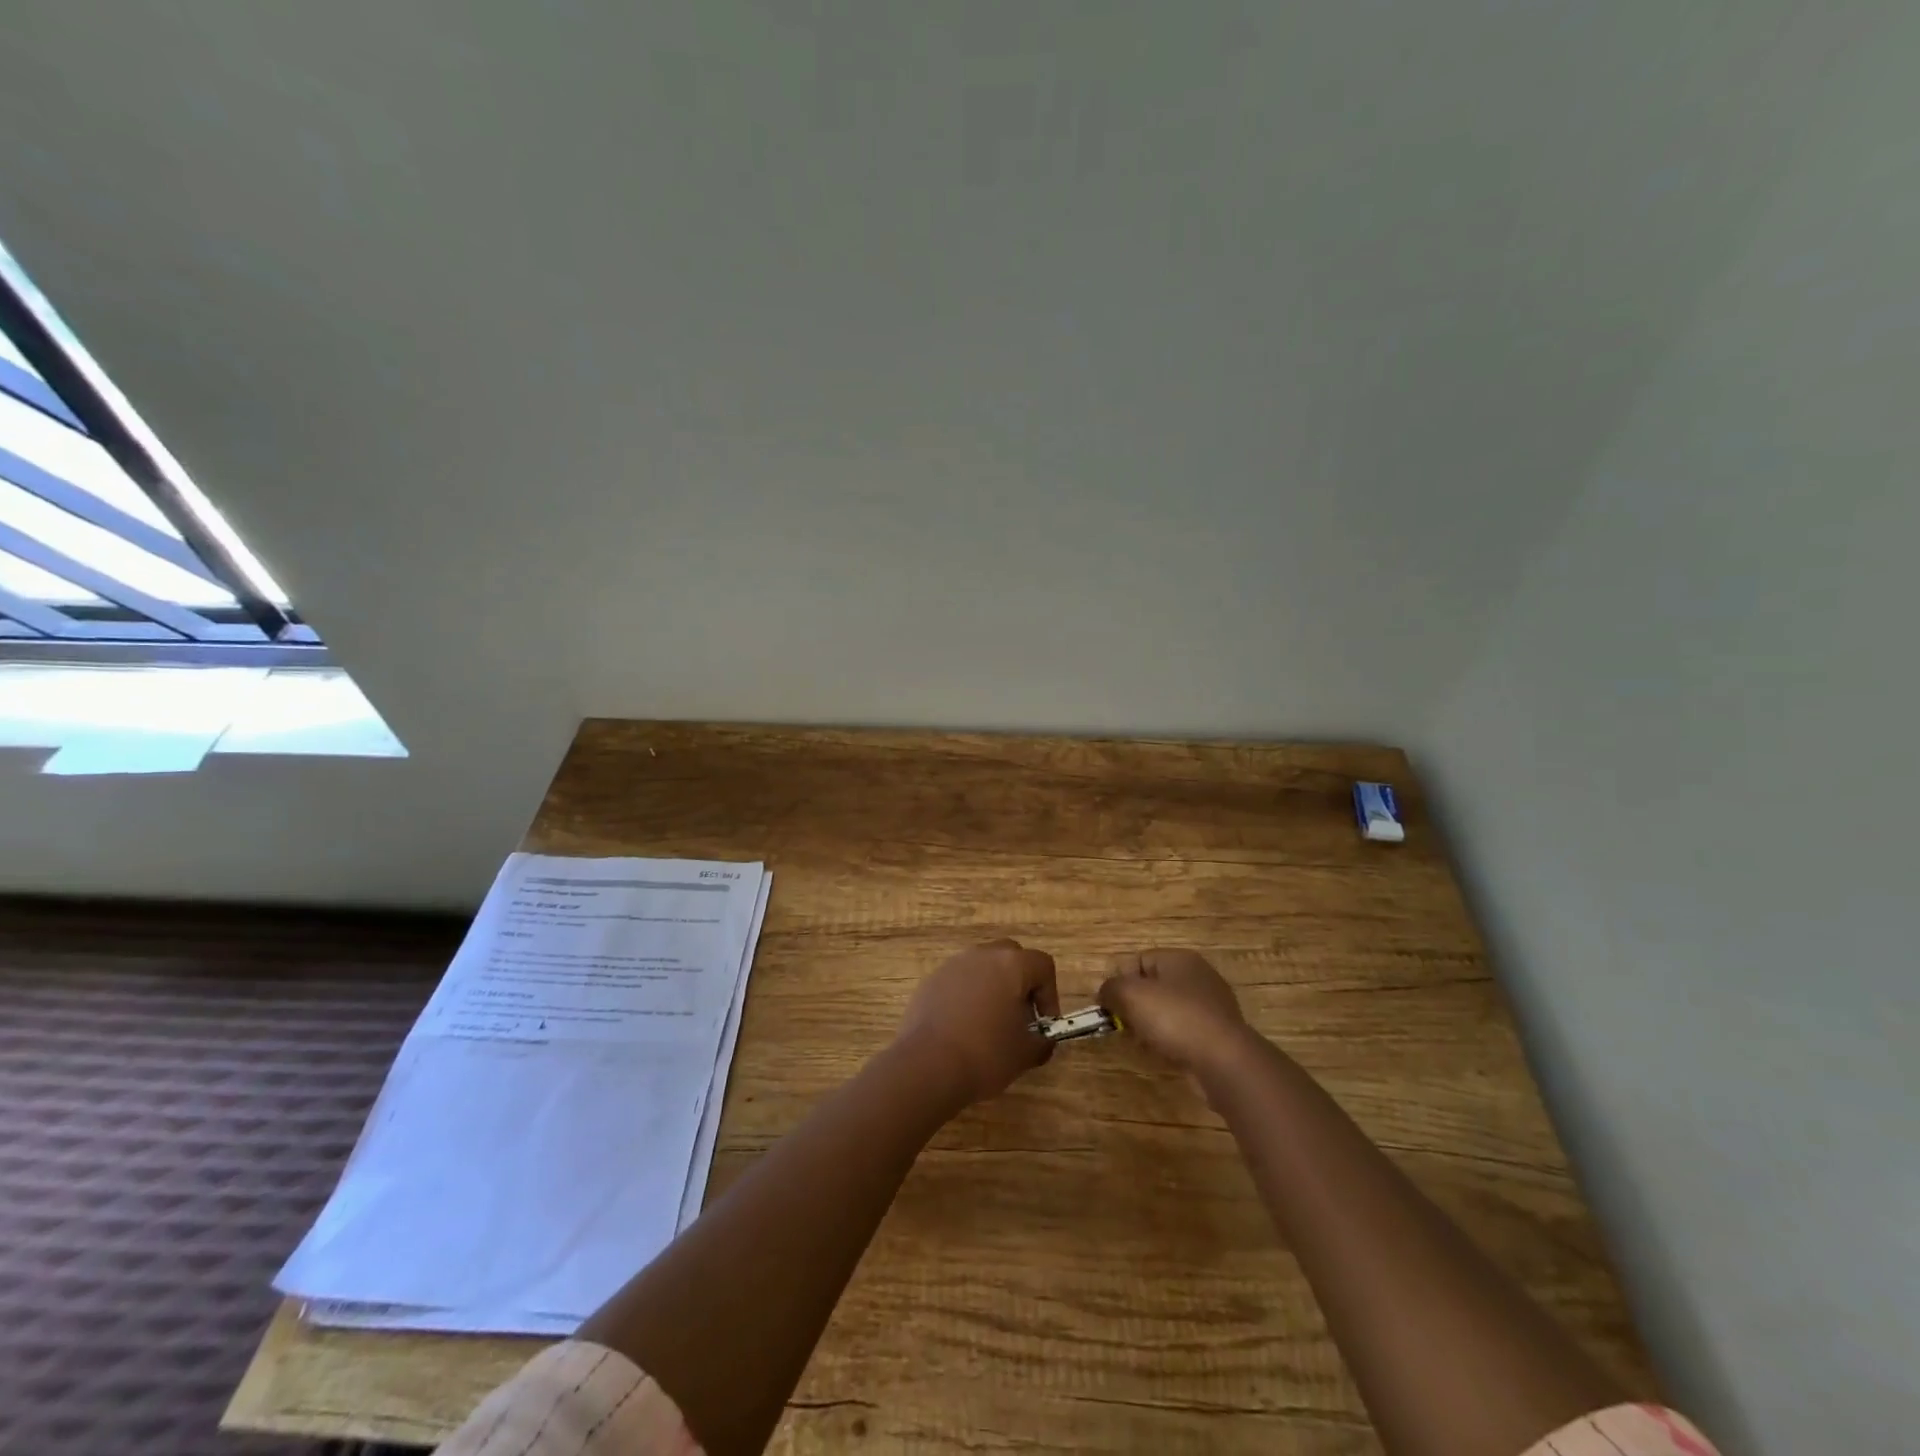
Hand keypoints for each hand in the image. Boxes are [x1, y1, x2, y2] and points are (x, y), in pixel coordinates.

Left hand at [895, 939, 1059, 1105]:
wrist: (927, 1065)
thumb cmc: (985, 1054)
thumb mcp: (1025, 1054)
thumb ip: (1042, 1042)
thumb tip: (1043, 1040)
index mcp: (1011, 965)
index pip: (1042, 965)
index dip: (1050, 993)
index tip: (1043, 1024)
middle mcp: (982, 955)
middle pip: (1011, 956)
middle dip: (1020, 982)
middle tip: (1019, 1016)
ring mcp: (953, 964)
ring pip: (982, 966)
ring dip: (992, 986)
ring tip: (990, 1023)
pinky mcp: (931, 980)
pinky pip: (958, 980)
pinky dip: (967, 995)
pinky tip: (963, 1027)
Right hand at [1099, 948, 1247, 1073]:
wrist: (1224, 1061)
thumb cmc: (1175, 1018)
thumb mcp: (1131, 995)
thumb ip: (1111, 988)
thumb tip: (1104, 993)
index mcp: (1179, 959)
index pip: (1138, 960)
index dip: (1120, 980)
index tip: (1110, 1005)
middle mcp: (1198, 977)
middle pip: (1153, 986)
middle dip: (1134, 1006)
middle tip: (1124, 1025)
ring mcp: (1211, 1007)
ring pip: (1167, 1011)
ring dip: (1150, 1025)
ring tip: (1143, 1043)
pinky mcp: (1217, 1034)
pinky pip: (1183, 1032)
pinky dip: (1169, 1041)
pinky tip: (1163, 1054)